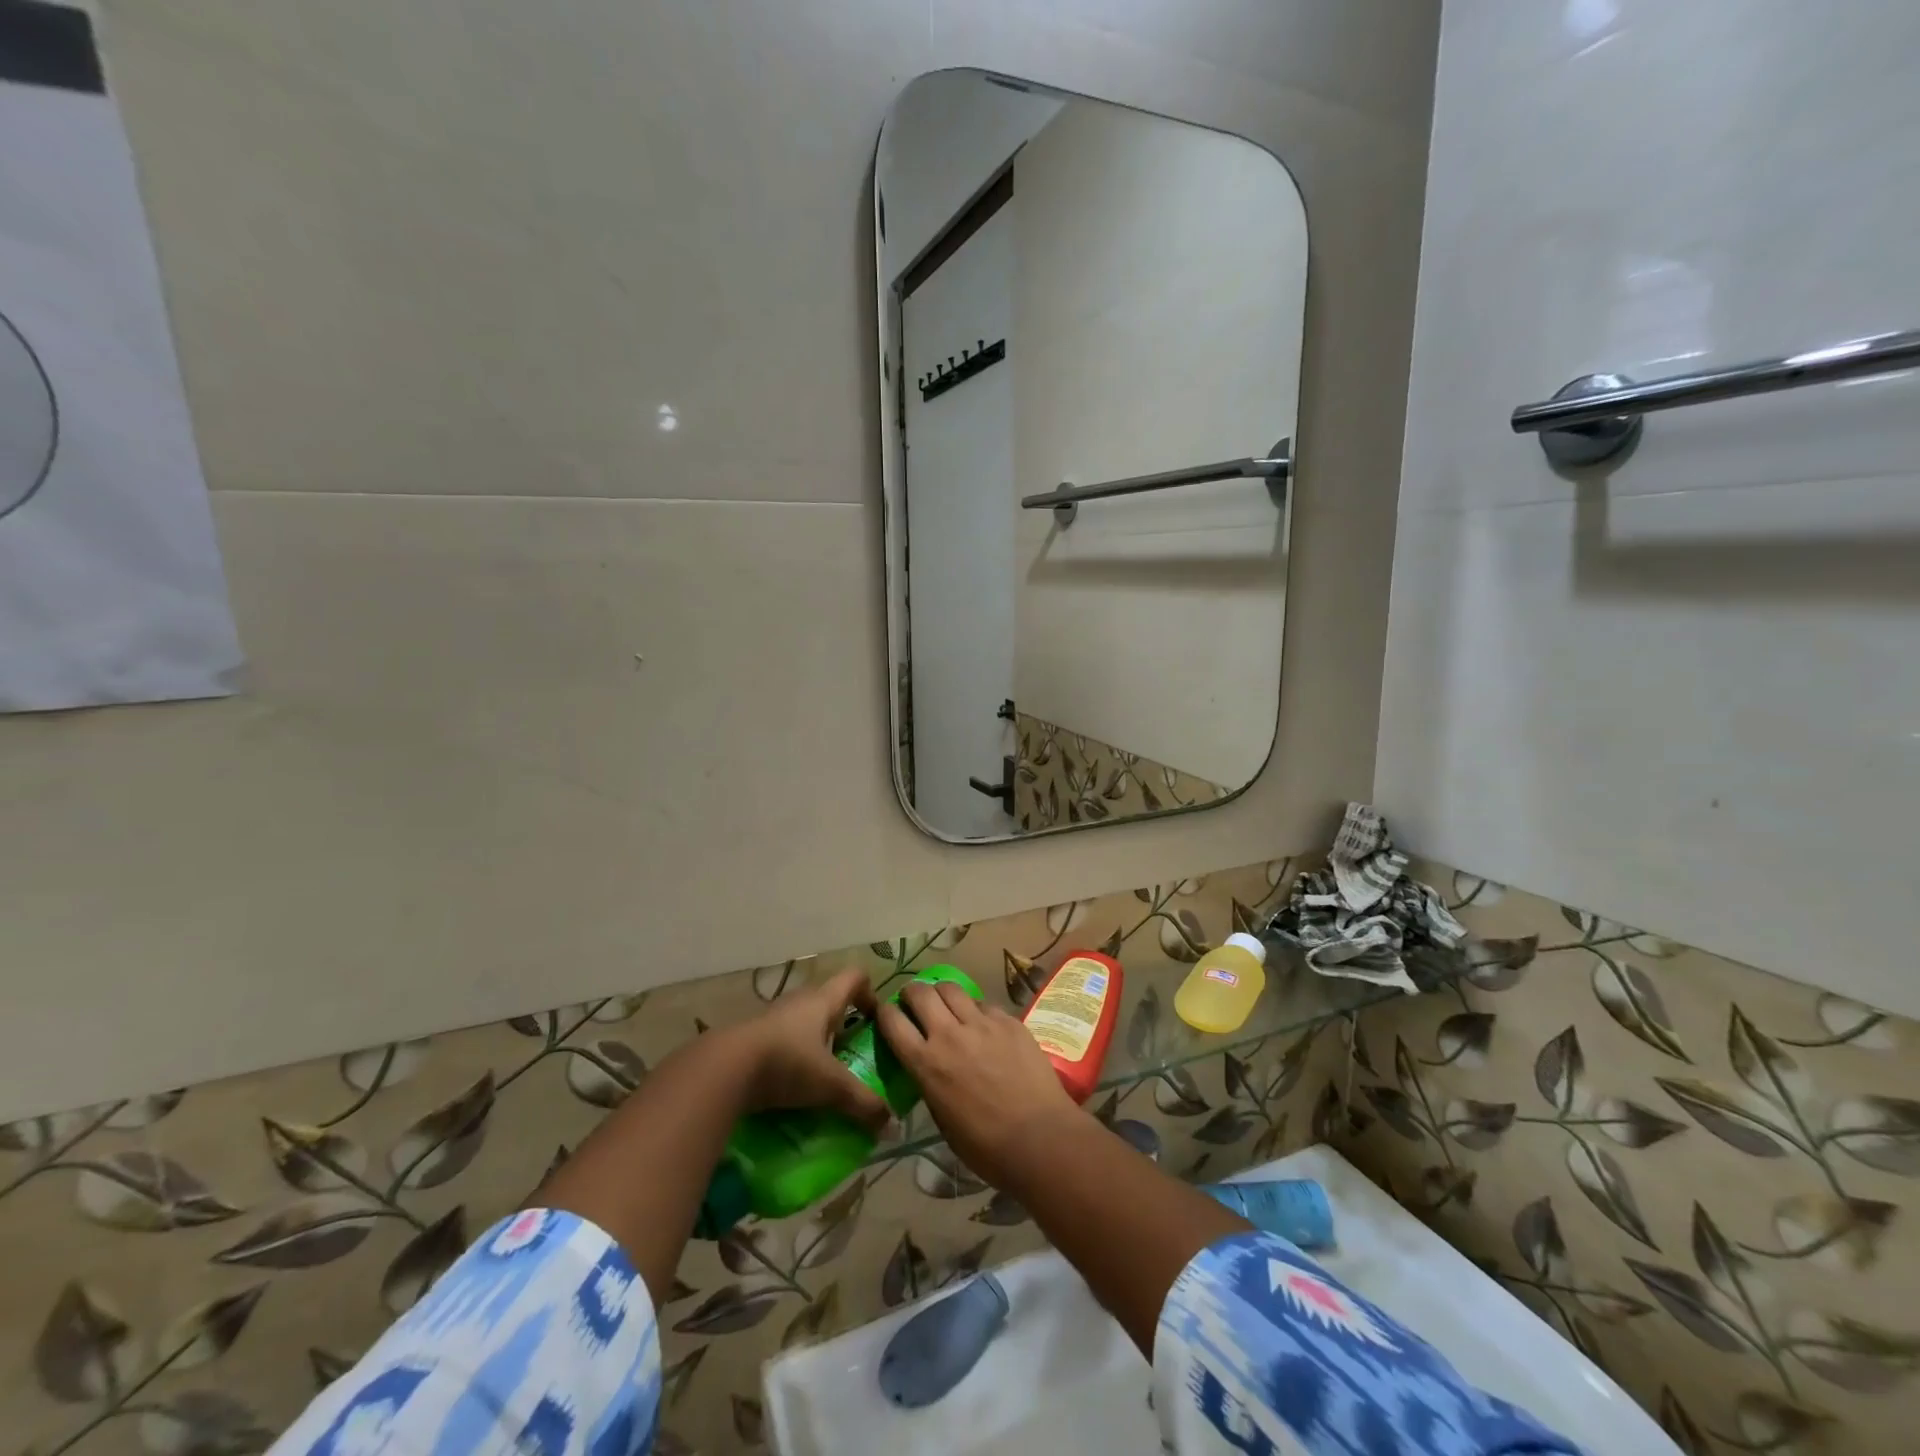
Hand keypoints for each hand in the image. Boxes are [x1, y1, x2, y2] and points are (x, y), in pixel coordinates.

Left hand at [730, 967, 890, 1130]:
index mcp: (823, 1000)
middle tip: (853, 1057)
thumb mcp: (830, 1086)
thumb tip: (891, 1125)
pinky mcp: (752, 1038)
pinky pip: (782, 1042)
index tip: (876, 1023)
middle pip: (830, 1002)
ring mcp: (772, 1018)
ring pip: (804, 1024)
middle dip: (844, 1027)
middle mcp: (799, 1001)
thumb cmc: (786, 1063)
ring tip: (824, 1079)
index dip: (870, 994)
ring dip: (817, 1045)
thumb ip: (862, 1103)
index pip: (855, 977)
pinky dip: (792, 1059)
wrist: (722, 1070)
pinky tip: (792, 1089)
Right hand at [878, 980, 1083, 1187]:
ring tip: (947, 1004)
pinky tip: (983, 1025)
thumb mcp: (943, 1121)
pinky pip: (984, 1004)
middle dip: (912, 992)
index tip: (888, 1014)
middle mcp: (949, 1034)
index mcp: (926, 1063)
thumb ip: (930, 1085)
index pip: (892, 1021)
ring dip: (942, 993)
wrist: (1040, 1138)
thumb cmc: (986, 1146)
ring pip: (952, 988)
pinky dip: (976, 1010)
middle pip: (920, 992)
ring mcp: (981, 1023)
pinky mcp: (1008, 1020)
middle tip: (915, 1002)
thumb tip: (928, 1068)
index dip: (885, 1012)